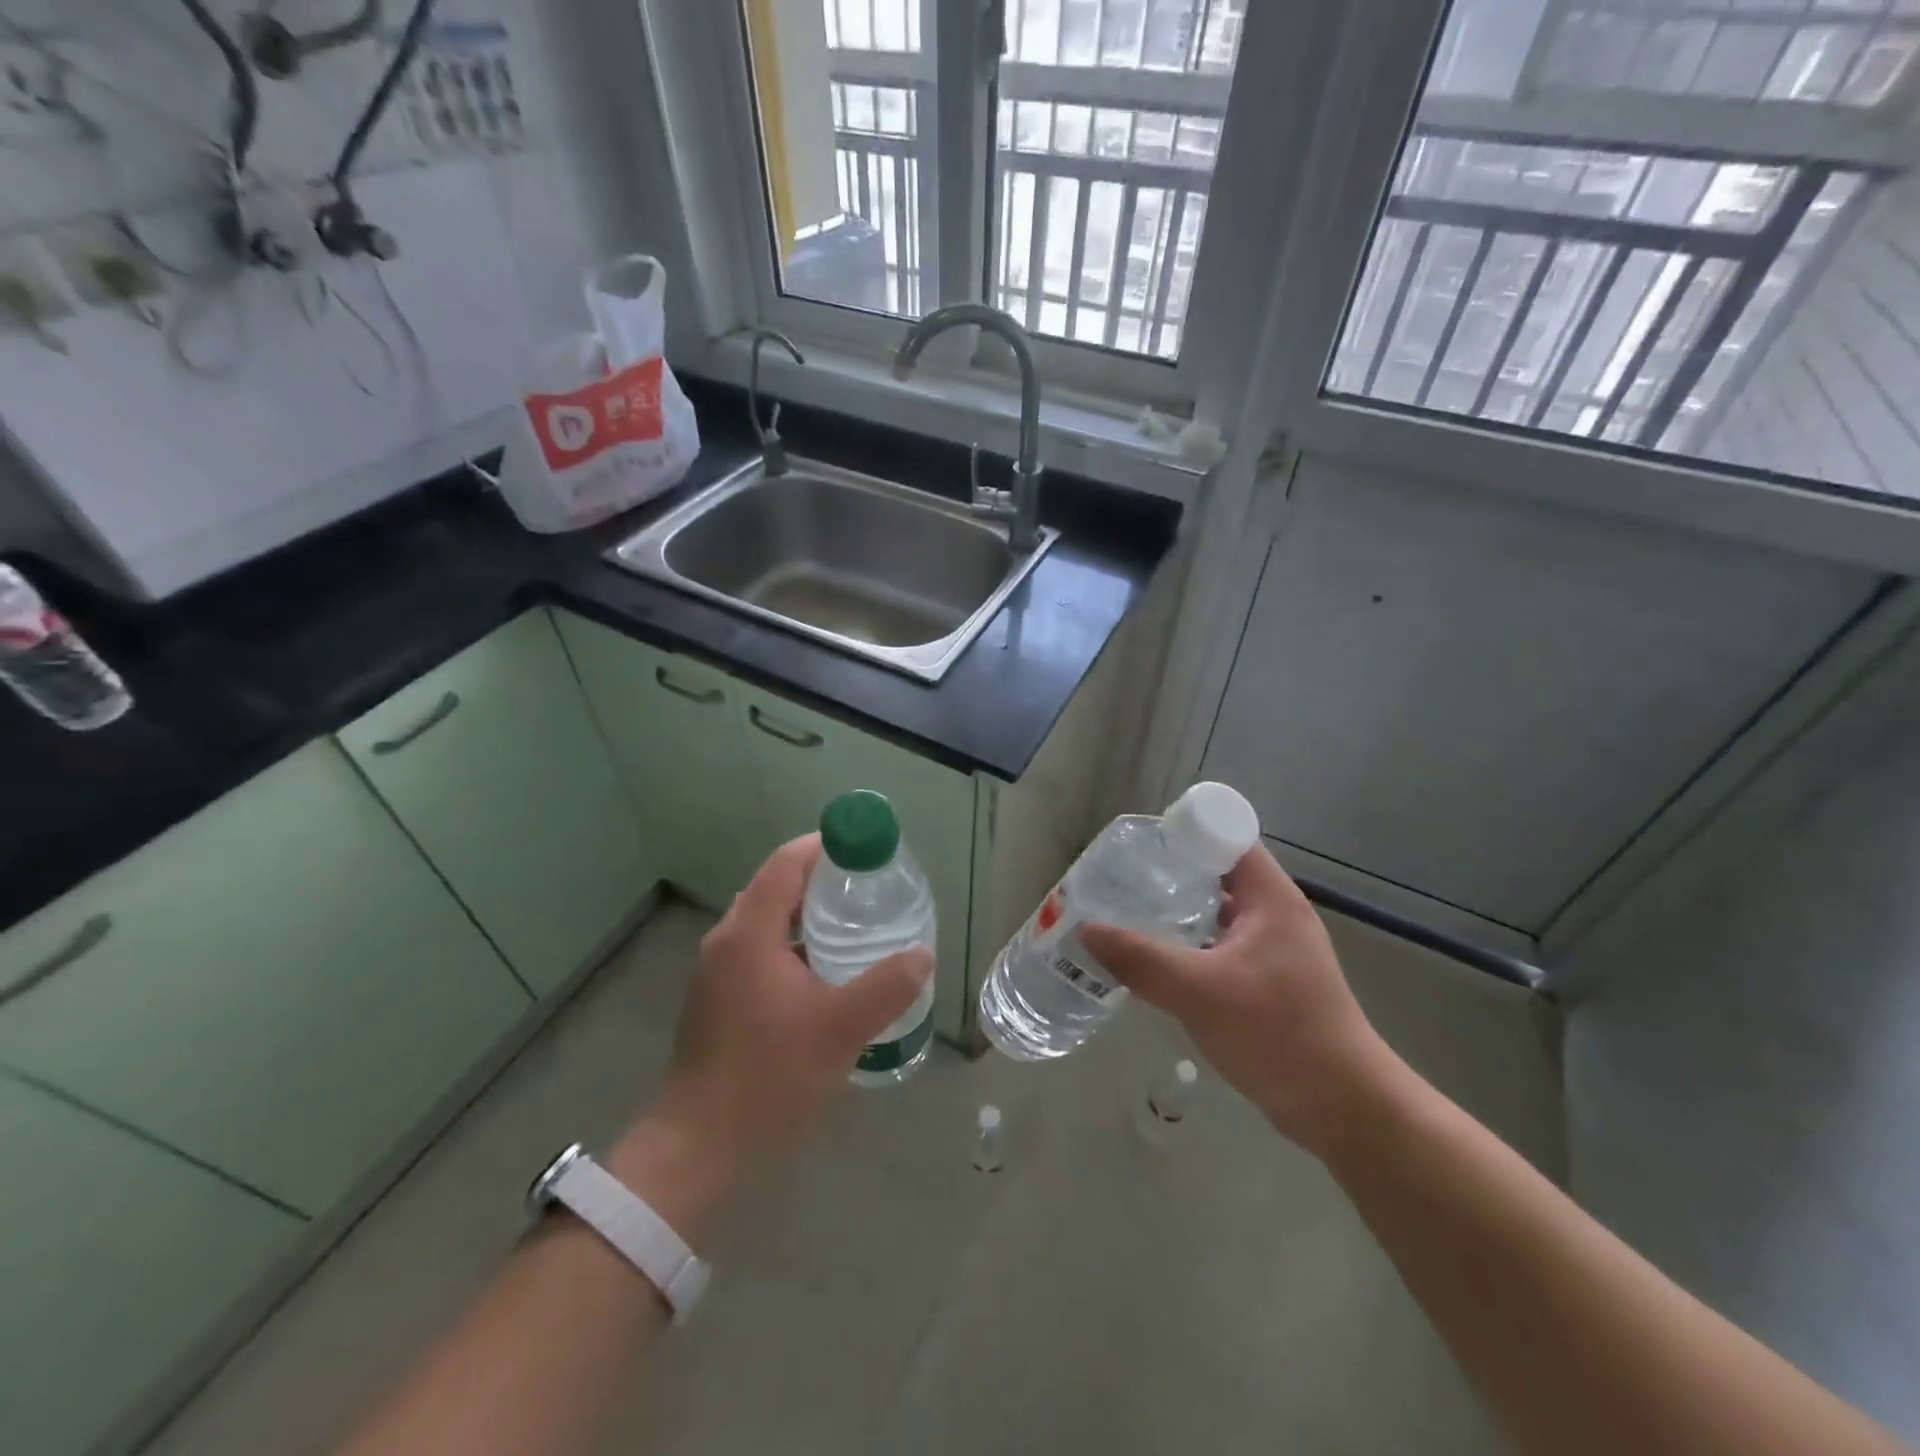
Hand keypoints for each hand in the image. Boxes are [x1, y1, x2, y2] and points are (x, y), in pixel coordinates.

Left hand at [611, 836, 931, 1232]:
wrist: (699, 1148)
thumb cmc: (768, 1077)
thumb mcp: (841, 1029)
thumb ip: (887, 986)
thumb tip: (921, 954)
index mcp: (750, 933)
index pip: (787, 863)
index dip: (825, 846)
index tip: (867, 851)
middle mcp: (727, 941)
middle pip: (777, 888)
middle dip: (823, 881)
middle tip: (871, 891)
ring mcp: (717, 972)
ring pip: (768, 922)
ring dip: (808, 917)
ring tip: (856, 929)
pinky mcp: (718, 1000)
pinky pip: (760, 951)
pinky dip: (793, 946)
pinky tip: (826, 976)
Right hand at [1078, 843, 1396, 1155]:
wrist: (1344, 1109)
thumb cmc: (1278, 1033)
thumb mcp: (1200, 992)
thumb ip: (1141, 959)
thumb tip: (1086, 930)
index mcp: (1270, 898)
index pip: (1227, 836)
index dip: (1184, 831)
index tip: (1138, 844)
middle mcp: (1274, 914)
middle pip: (1218, 872)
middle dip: (1170, 872)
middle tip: (1121, 879)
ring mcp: (1274, 950)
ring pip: (1218, 912)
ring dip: (1178, 910)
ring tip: (1128, 913)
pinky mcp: (1269, 982)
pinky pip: (1220, 946)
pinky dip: (1189, 944)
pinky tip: (1156, 961)